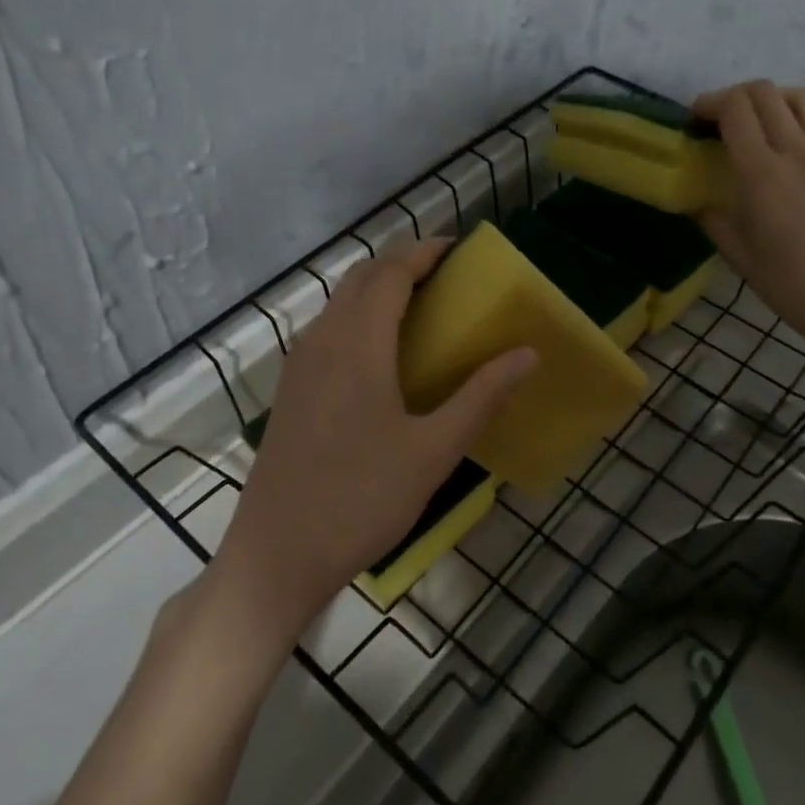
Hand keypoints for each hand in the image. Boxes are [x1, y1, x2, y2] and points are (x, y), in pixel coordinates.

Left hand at [209, 240, 536, 642]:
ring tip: (420, 310)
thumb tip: (527, 354)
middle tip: (446, 277)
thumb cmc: (362, 499)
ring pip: (339, 304)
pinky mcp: (290, 391)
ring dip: (377, 291)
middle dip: (402, 266)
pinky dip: (358, 319)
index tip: (458, 250)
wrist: (277, 554)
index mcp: (357, 345)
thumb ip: (481, 396)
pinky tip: (381, 356)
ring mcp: (298, 366)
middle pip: (361, 279)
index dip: (424, 254)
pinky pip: (327, 332)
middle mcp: (321, 341)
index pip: (391, 274)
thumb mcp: (433, 451)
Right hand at [694, 81, 804, 367]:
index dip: (710, 103)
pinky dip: (800, 121)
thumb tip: (699, 203)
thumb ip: (714, 221)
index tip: (695, 119)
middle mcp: (798, 151)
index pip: (736, 109)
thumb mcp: (740, 256)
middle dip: (735, 97)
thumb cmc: (792, 285)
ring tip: (761, 123)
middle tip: (721, 120)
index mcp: (762, 173)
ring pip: (803, 97)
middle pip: (766, 92)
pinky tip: (791, 152)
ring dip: (774, 99)